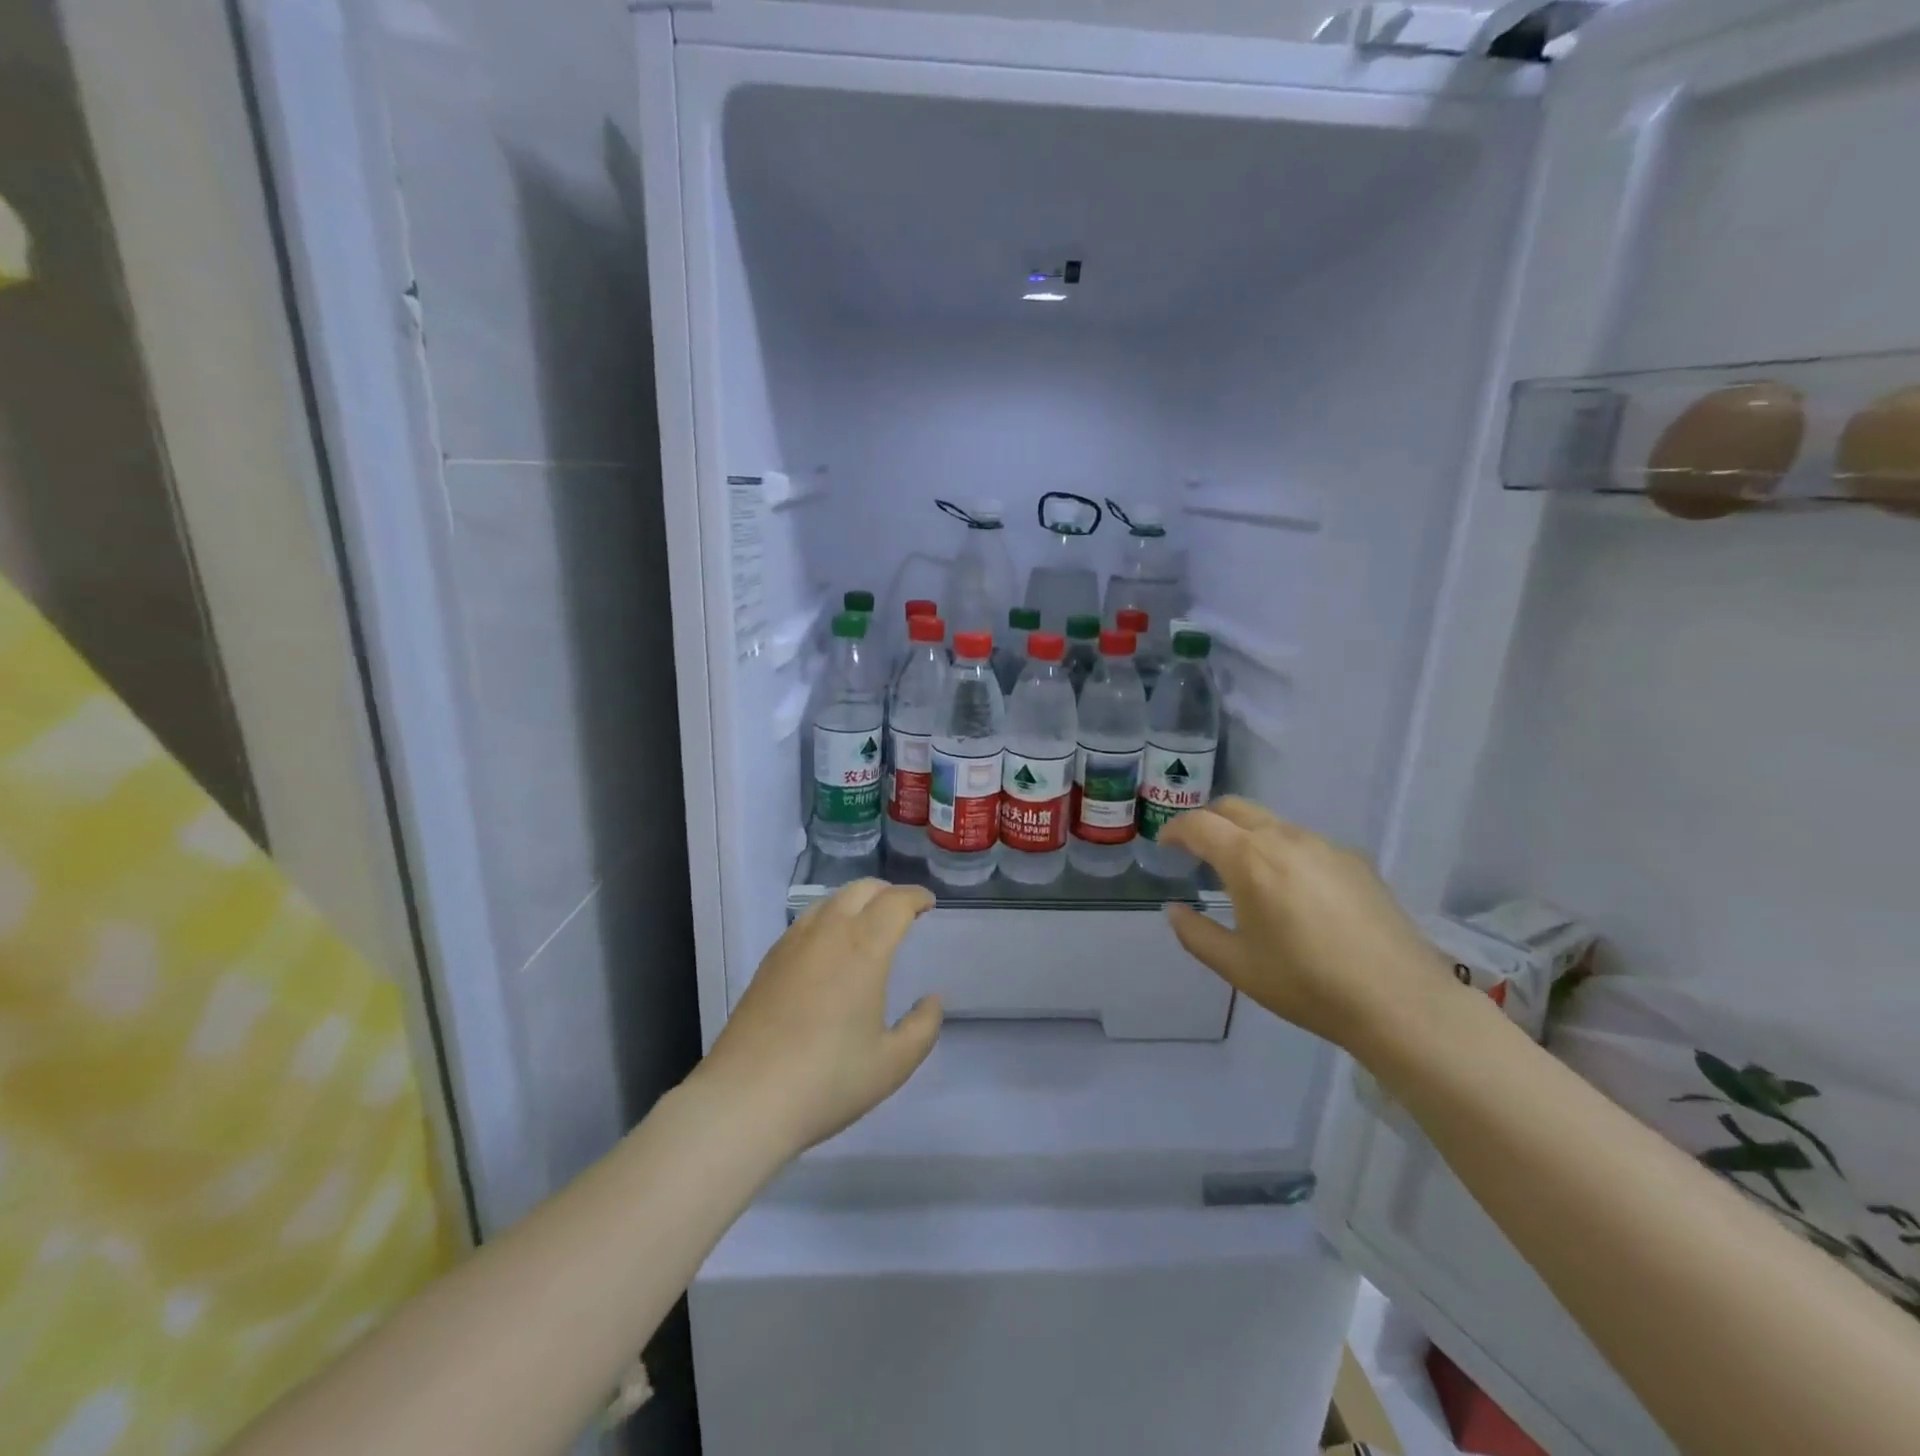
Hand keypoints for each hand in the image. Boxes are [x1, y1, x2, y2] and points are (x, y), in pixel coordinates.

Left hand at [694, 880, 942, 1154]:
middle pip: (861, 889)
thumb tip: (932, 1000)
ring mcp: (793, 943)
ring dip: (856, 901)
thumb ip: (923, 1027)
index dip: (916, 896)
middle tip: (903, 911)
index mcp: (864, 948)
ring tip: (868, 924)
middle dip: (887, 892)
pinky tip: (829, 948)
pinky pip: (806, 921)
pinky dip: (829, 918)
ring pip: (829, 900)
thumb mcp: (892, 1063)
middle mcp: (828, 932)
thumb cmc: (828, 1080)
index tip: (928, 904)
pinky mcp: (769, 961)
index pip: (895, 902)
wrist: (745, 1098)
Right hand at [1159, 798, 1449, 1050]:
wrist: (1400, 1001)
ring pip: (1272, 822)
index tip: (1165, 845)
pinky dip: (1282, 851)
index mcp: (1249, 859)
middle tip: (1196, 850)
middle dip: (1208, 821)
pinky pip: (1305, 842)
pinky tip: (1293, 891)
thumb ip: (1195, 933)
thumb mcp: (1237, 967)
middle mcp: (1285, 838)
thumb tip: (1174, 910)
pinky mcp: (1355, 860)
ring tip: (1245, 874)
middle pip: (1234, 808)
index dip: (1175, 830)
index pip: (1199, 824)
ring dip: (1247, 835)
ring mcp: (1325, 845)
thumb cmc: (1306, 984)